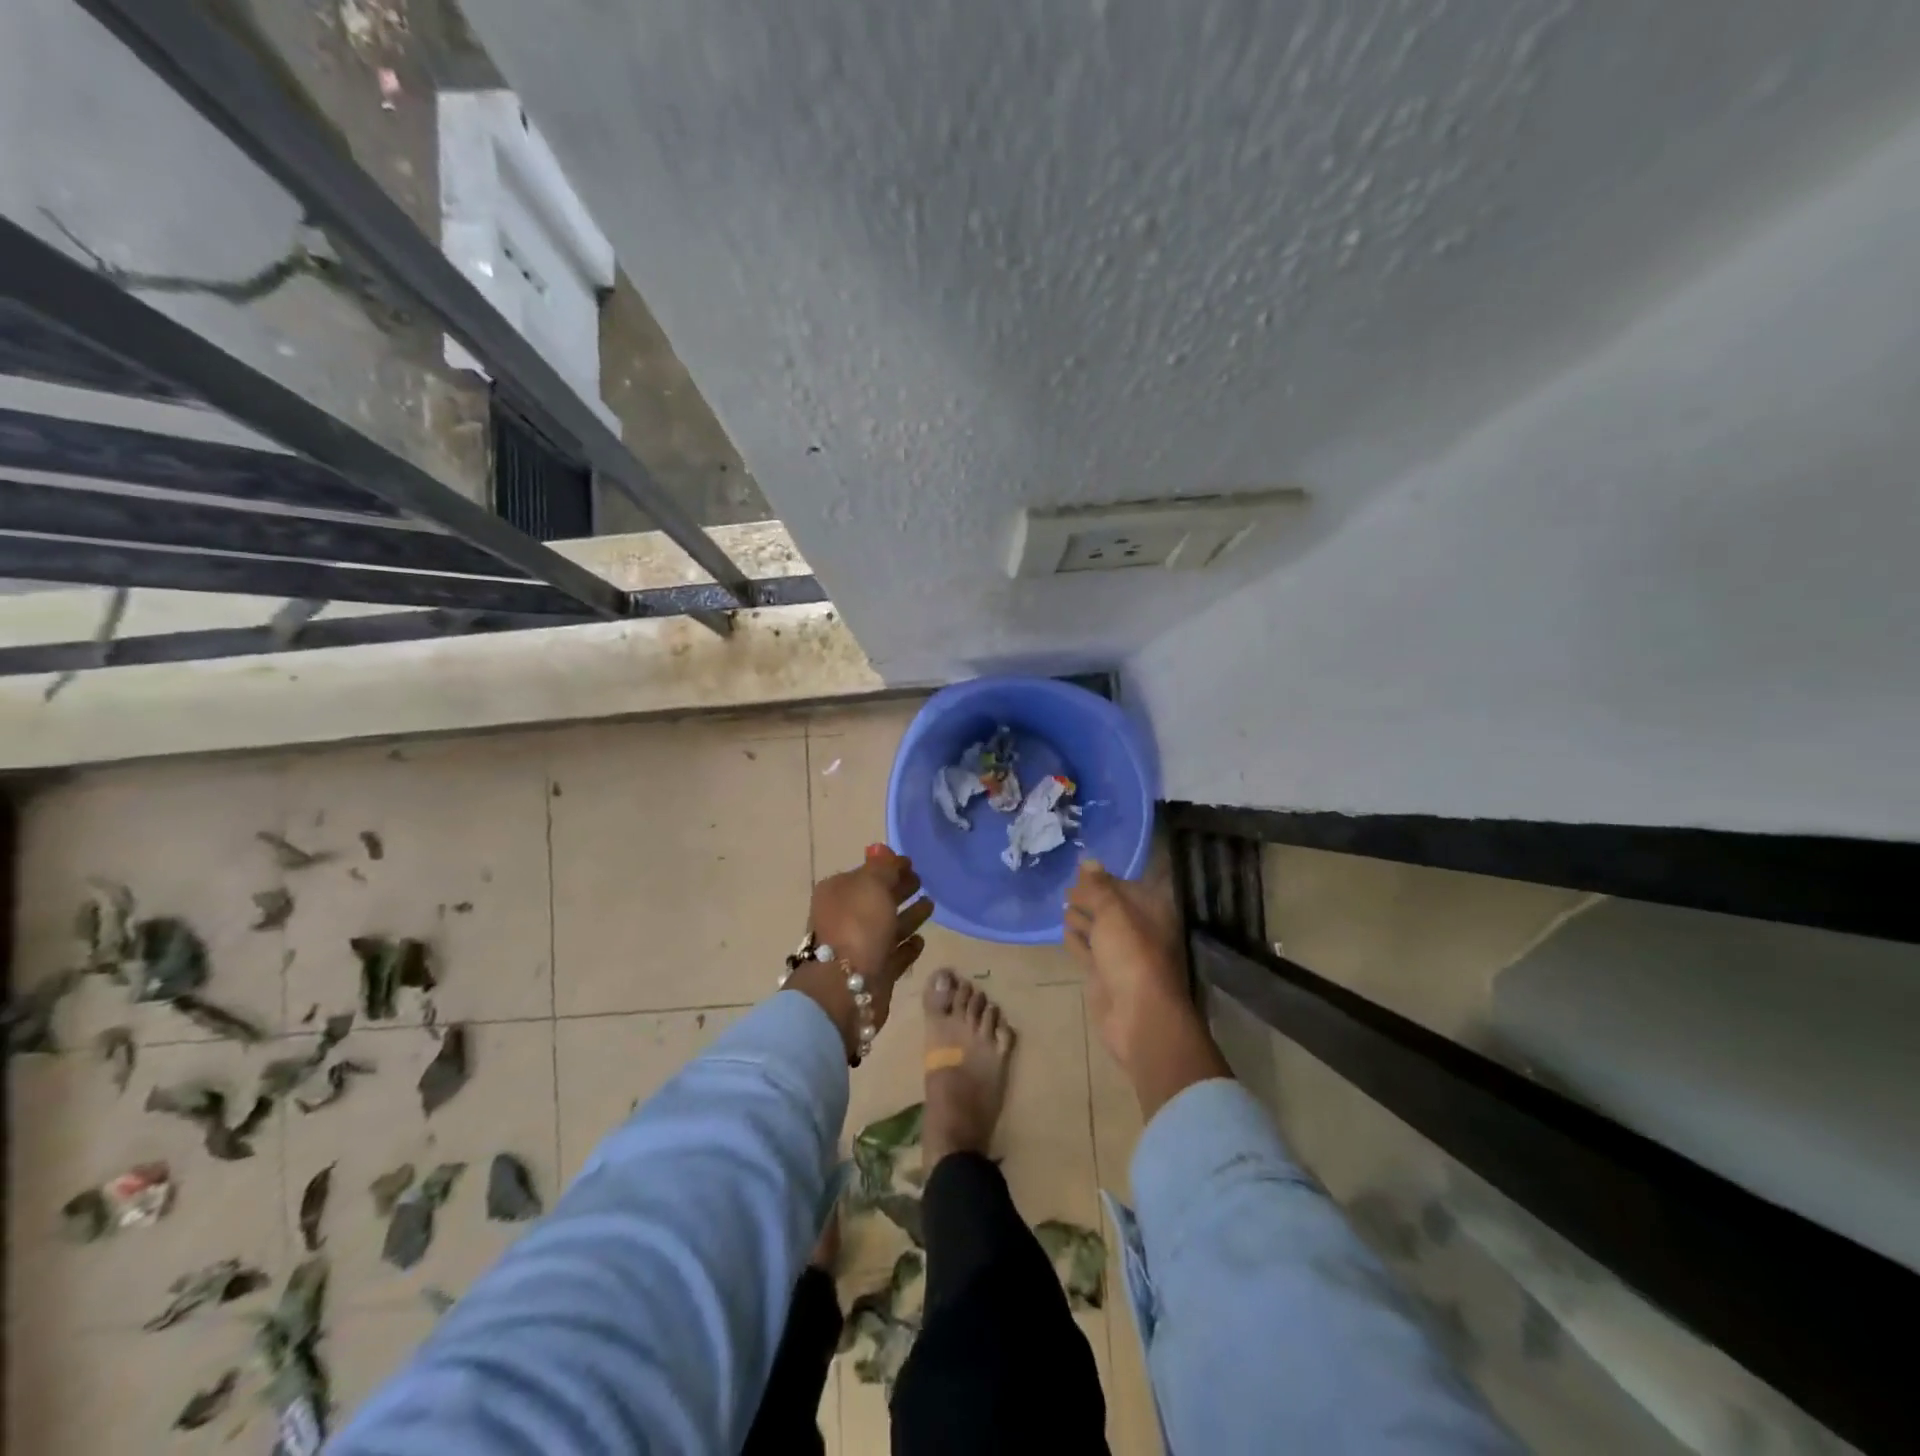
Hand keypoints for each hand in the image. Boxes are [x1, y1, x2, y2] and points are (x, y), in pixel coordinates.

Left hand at [788, 845, 932, 1057]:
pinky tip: (921, 940)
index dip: (889, 867)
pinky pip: (894, 954)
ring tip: (931, 905)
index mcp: (838, 892)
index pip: (867, 873)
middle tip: (923, 882)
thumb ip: (882, 867)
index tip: (912, 864)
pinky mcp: (874, 972)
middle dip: (899, 889)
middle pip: (877, 899)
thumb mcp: (871, 885)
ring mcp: (859, 946)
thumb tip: (882, 850)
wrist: (845, 988)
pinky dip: (907, 947)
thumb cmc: (858, 926)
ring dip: (908, 916)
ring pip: (888, 926)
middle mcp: (845, 917)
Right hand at [1066, 857, 1228, 1117]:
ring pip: (1099, 930)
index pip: (1126, 887)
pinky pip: (1088, 951)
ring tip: (1063, 905)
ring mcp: (1121, 955)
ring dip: (1082, 917)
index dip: (1104, 878)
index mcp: (1150, 913)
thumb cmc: (1131, 956)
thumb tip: (1088, 860)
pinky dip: (1077, 941)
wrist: (1138, 1017)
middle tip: (1067, 888)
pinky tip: (1065, 931)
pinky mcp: (1104, 976)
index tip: (1080, 869)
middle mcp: (1138, 931)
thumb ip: (1099, 887)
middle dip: (1090, 897)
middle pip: (1111, 908)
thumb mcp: (1114, 913)